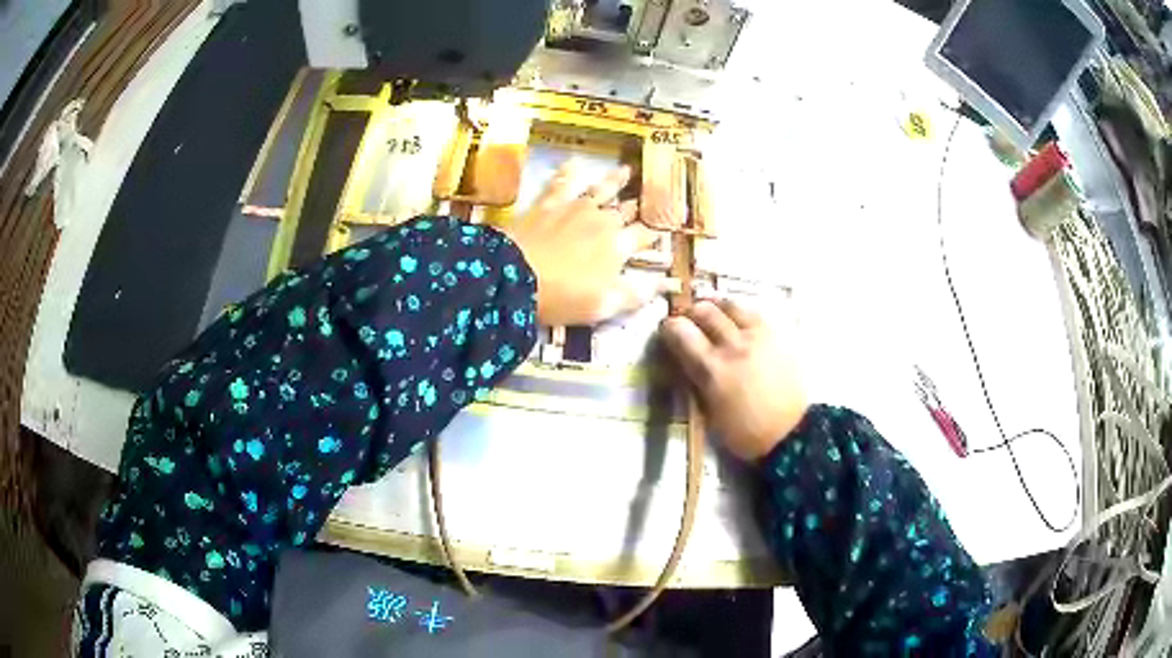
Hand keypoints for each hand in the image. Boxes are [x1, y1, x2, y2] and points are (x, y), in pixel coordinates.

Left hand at [504, 163, 661, 325]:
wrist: (513, 276)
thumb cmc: (562, 297)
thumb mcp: (604, 305)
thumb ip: (636, 294)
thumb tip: (665, 283)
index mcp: (618, 245)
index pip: (643, 237)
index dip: (653, 236)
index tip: (660, 234)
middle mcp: (602, 220)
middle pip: (625, 211)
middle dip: (637, 208)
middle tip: (645, 201)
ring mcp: (574, 208)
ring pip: (601, 189)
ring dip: (615, 180)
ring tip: (626, 170)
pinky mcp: (547, 204)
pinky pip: (561, 183)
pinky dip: (569, 172)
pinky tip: (573, 162)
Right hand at [660, 299, 808, 461]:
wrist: (790, 432)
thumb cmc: (744, 432)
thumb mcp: (709, 412)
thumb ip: (696, 380)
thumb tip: (686, 359)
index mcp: (712, 369)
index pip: (681, 332)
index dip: (669, 327)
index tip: (667, 330)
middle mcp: (733, 345)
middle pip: (705, 311)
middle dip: (691, 312)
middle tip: (689, 319)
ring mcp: (758, 336)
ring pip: (731, 304)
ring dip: (716, 306)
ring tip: (713, 313)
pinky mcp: (777, 335)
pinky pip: (754, 312)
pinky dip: (740, 312)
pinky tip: (738, 321)